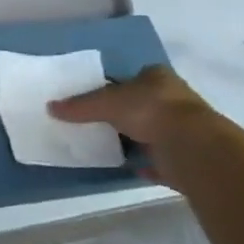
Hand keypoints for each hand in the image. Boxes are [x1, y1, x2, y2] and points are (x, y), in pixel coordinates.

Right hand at [49, 65, 219, 177]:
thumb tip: (50, 107)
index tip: (100, 95)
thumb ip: (79, 106)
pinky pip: (162, 159)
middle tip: (99, 121)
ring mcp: (185, 129)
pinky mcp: (188, 156)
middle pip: (145, 103)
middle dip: (127, 112)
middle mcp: (176, 99)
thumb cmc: (150, 110)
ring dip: (137, 138)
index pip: (136, 75)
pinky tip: (131, 167)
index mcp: (159, 78)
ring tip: (110, 144)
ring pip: (154, 130)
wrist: (193, 148)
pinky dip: (148, 163)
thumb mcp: (105, 103)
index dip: (118, 84)